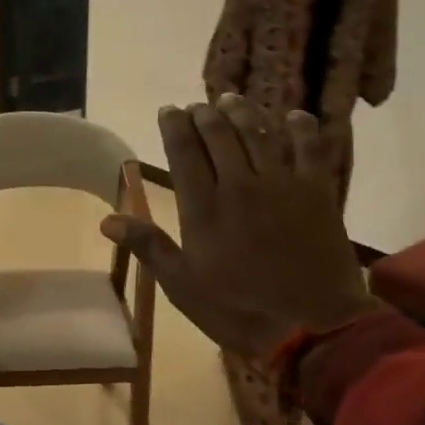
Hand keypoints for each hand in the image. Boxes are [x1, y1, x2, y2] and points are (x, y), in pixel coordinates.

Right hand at [101, 95, 377, 358]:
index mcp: (203, 208)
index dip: (174, 127)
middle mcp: (239, 184)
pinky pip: (309, 147)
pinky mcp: (317, 191)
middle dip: (205, 115)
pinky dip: (301, 127)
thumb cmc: (237, 310)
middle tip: (198, 105)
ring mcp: (281, 184)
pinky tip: (293, 117)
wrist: (309, 325)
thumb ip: (149, 246)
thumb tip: (108, 220)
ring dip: (243, 113)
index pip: (183, 152)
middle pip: (220, 135)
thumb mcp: (182, 286)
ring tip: (232, 100)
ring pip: (259, 133)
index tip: (168, 110)